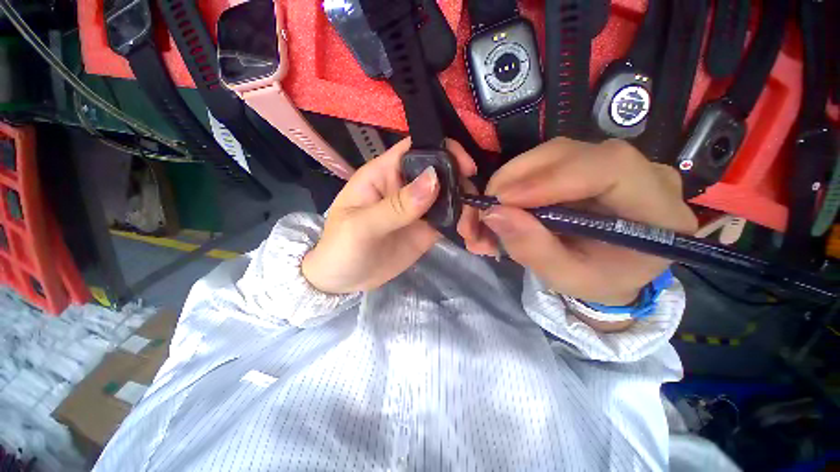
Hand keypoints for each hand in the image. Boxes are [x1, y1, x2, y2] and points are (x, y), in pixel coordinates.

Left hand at [302, 138, 476, 293]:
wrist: (343, 281)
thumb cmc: (341, 248)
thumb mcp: (362, 226)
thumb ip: (397, 205)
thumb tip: (434, 179)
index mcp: (384, 174)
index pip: (416, 149)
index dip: (443, 150)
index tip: (467, 167)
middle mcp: (404, 186)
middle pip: (440, 171)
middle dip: (461, 182)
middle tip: (473, 203)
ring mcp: (418, 208)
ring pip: (449, 195)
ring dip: (465, 205)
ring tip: (473, 224)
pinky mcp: (426, 228)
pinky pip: (449, 219)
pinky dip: (463, 222)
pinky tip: (471, 232)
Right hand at [465, 138, 697, 305]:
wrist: (612, 271)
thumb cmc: (598, 281)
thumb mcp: (566, 277)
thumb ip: (533, 248)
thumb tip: (493, 214)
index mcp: (657, 210)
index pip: (609, 169)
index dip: (550, 179)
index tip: (504, 201)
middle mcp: (642, 174)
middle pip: (573, 153)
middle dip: (520, 176)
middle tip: (488, 204)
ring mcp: (615, 164)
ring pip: (555, 153)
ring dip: (514, 177)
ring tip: (493, 205)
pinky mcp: (589, 164)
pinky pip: (548, 161)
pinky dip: (518, 179)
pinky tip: (506, 199)